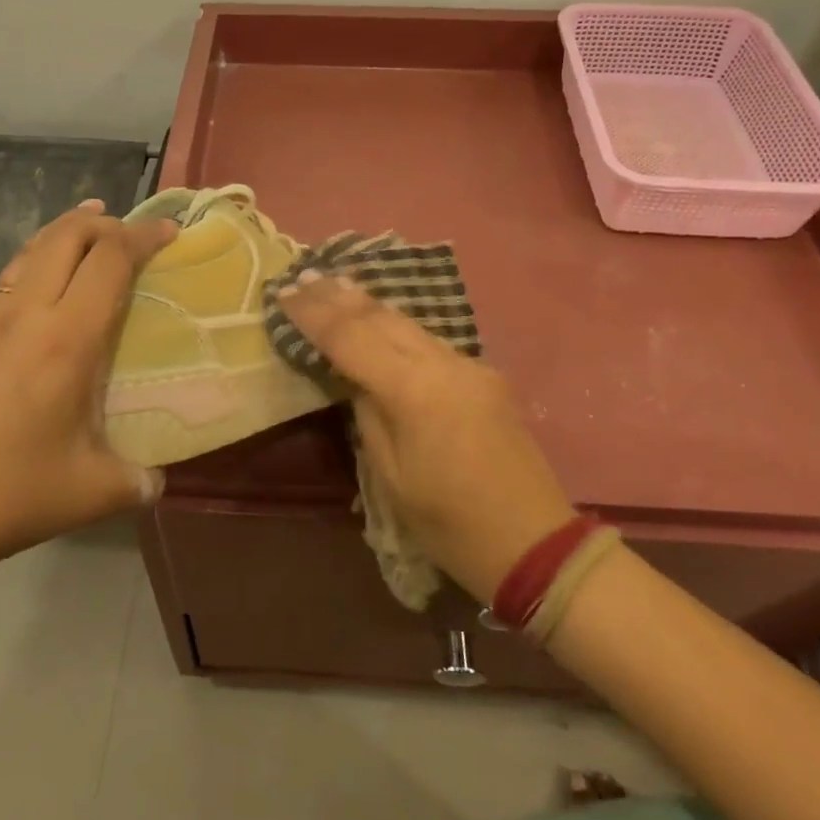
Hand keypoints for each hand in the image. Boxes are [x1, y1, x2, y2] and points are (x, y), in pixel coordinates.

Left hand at [0, 200, 176, 576]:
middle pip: (64, 237)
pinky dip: (39, 260)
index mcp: (66, 341)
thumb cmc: (13, 495)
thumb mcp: (96, 492)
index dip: (142, 237)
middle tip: (132, 232)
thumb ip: (140, 480)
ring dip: (66, 232)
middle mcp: (26, 318)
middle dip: (103, 222)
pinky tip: (48, 287)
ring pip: (30, 252)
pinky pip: (11, 280)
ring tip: (92, 229)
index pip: (108, 261)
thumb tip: (157, 479)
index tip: (169, 231)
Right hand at [276, 272, 575, 601]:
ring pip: (409, 323)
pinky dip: (397, 326)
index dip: (314, 315)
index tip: (284, 293)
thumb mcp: (392, 478)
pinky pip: (430, 341)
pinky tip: (381, 320)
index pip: (352, 338)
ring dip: (369, 304)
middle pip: (382, 318)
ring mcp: (470, 366)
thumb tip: (358, 381)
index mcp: (415, 391)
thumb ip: (369, 416)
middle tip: (304, 276)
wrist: (535, 543)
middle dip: (339, 296)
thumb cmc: (451, 524)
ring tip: (336, 285)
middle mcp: (445, 364)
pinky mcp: (485, 377)